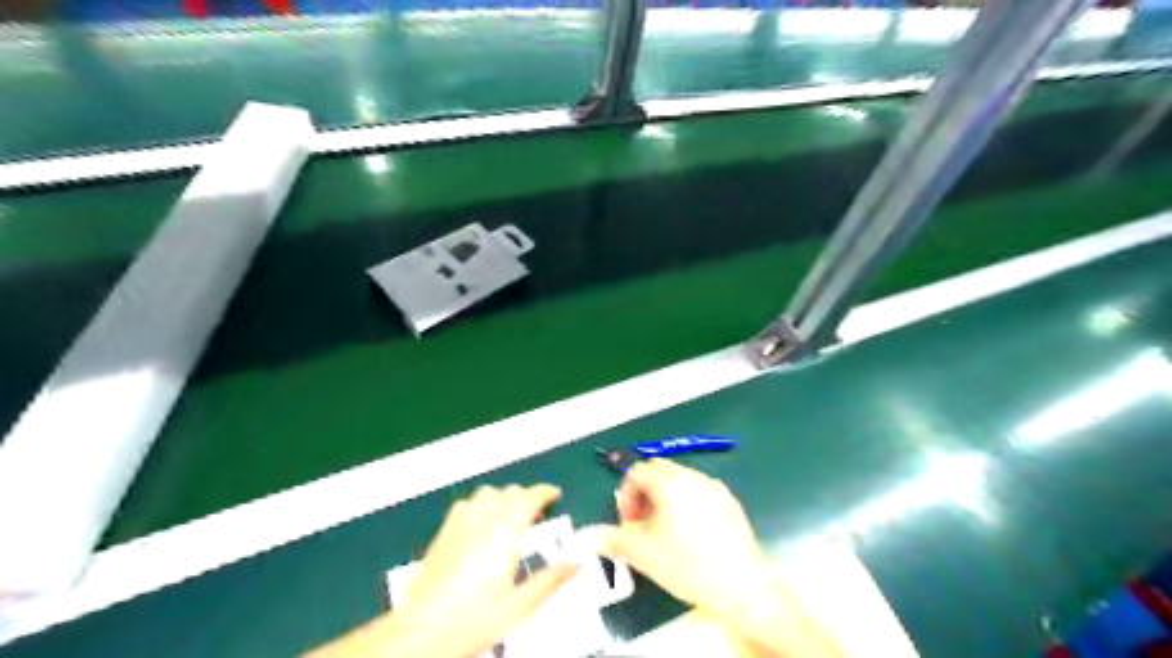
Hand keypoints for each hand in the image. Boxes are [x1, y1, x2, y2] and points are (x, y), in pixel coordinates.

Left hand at [394, 484, 573, 656]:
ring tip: (510, 513)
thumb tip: (573, 564)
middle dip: (527, 496)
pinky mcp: (443, 533)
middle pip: (509, 492)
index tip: (554, 495)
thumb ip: (550, 581)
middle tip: (537, 511)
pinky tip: (480, 521)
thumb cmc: (473, 620)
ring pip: (487, 493)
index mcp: (506, 534)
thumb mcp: (520, 606)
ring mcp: (460, 524)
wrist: (423, 630)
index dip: (545, 492)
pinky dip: (479, 504)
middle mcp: (484, 521)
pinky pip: (465, 504)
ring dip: (503, 497)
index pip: (530, 497)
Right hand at [595, 458, 770, 616]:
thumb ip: (613, 538)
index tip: (628, 522)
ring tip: (666, 531)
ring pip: (680, 480)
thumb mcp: (642, 554)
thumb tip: (592, 535)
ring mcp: (715, 488)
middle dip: (645, 493)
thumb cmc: (688, 565)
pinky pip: (700, 492)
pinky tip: (692, 535)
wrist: (742, 586)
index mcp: (669, 482)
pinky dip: (688, 503)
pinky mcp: (730, 502)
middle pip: (659, 471)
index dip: (626, 495)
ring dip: (665, 498)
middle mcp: (692, 476)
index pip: (637, 472)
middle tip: (642, 524)